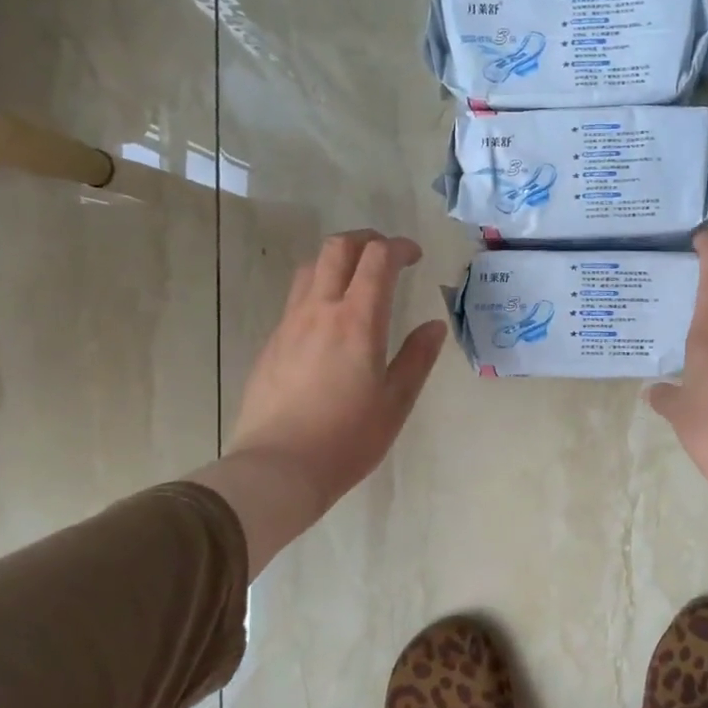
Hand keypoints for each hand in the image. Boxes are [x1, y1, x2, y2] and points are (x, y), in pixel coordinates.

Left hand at [195, 231, 448, 573]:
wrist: (278, 467)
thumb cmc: (347, 439)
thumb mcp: (396, 402)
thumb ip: (417, 358)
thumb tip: (435, 325)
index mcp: (357, 321)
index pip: (377, 259)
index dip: (399, 247)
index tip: (415, 256)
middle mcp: (319, 311)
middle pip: (337, 248)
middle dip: (366, 240)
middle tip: (387, 256)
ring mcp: (289, 325)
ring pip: (310, 268)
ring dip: (338, 261)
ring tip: (357, 281)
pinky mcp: (272, 344)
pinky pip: (296, 299)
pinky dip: (318, 290)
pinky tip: (330, 321)